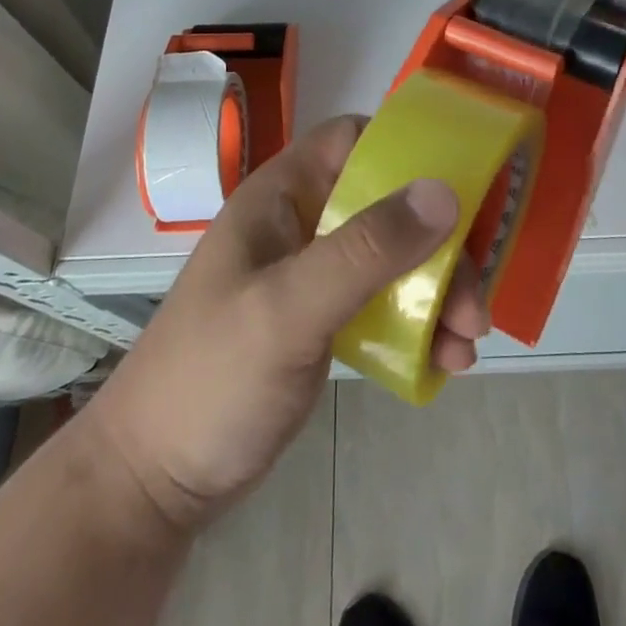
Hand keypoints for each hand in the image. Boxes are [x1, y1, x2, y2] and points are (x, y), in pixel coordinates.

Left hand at [83, 116, 487, 533]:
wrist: (153, 486)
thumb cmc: (211, 381)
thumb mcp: (289, 310)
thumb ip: (365, 250)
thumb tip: (445, 191)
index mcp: (281, 197)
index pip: (351, 139)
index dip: (405, 149)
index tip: (458, 186)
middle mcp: (301, 224)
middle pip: (387, 204)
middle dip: (439, 245)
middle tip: (472, 300)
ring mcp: (312, 274)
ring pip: (393, 256)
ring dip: (437, 290)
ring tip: (467, 343)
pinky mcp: (323, 320)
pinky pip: (384, 302)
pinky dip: (419, 323)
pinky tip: (446, 362)